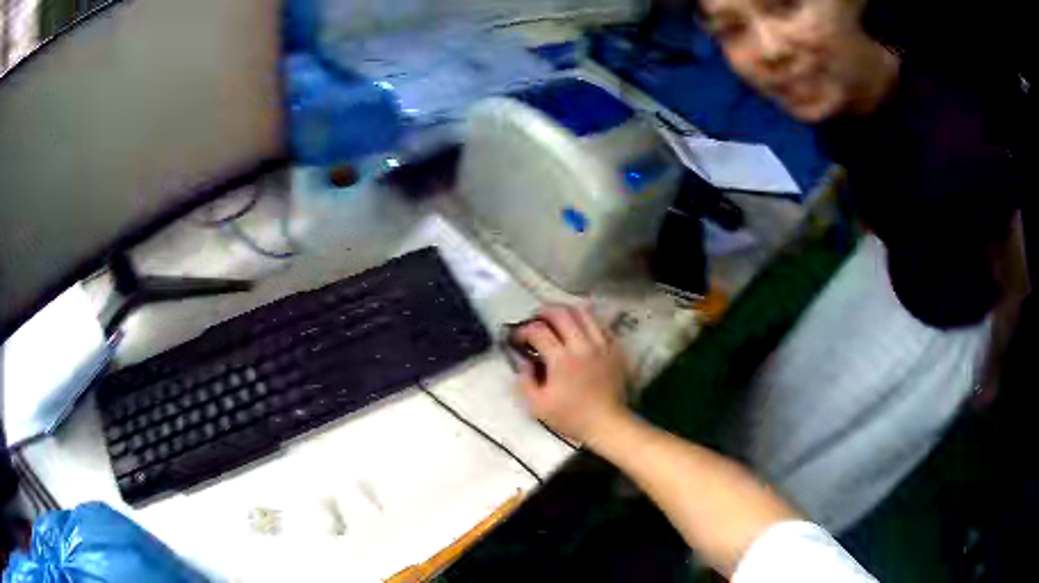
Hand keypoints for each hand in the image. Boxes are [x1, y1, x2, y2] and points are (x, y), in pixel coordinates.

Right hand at [513, 304, 629, 442]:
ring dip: (565, 311)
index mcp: (562, 360)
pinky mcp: (614, 348)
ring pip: (583, 312)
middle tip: (535, 321)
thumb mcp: (537, 406)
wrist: (607, 423)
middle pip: (561, 313)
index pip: (538, 330)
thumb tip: (523, 361)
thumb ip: (524, 380)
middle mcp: (582, 346)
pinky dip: (586, 321)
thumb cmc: (571, 417)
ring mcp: (601, 345)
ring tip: (556, 319)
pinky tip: (578, 330)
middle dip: (543, 312)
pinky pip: (599, 324)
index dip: (523, 330)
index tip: (518, 338)